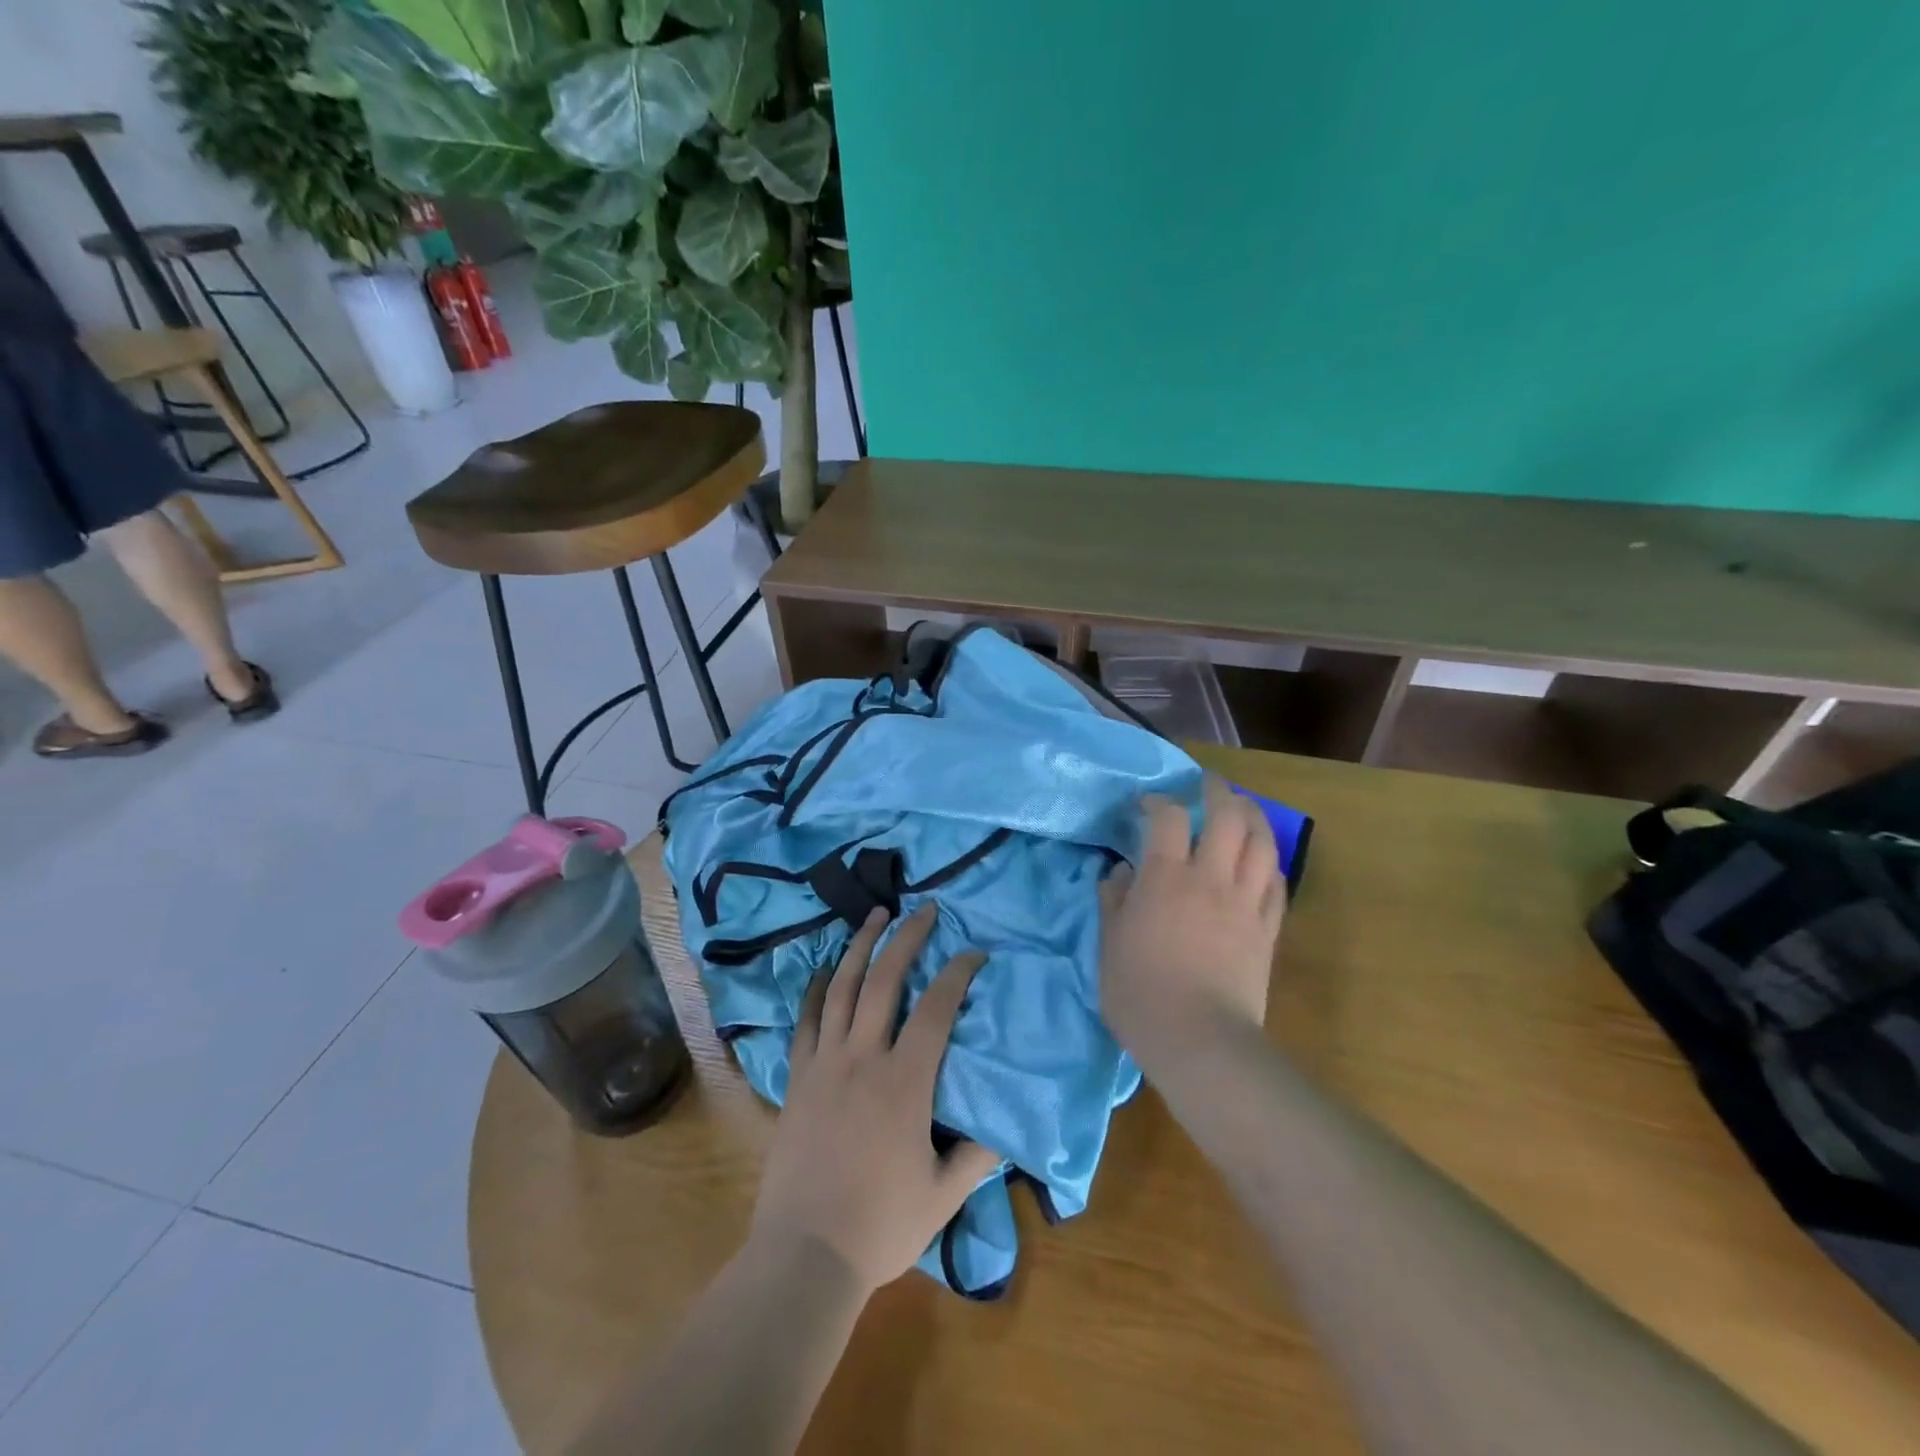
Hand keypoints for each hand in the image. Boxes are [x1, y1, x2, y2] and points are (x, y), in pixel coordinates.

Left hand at [750, 904, 1001, 1294]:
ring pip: (843, 988)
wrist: (804, 1255)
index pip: (937, 1009)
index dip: (958, 973)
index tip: (975, 953)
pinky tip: (826, 968)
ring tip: (875, 915)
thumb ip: (977, 1154)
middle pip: (886, 981)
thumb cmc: (880, 1225)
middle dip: (908, 938)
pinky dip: (817, 988)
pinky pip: (807, 1020)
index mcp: (905, 1082)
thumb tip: (1003, 1122)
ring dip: (861, 946)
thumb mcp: (943, 1196)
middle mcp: (863, 1058)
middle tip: (925, 909)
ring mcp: (825, 1064)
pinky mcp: (798, 1077)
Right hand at [1100, 775, 1287, 1060]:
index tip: (1146, 804)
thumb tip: (1120, 872)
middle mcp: (1210, 877)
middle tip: (1207, 784)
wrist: (1200, 1040)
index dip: (1157, 801)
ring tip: (1242, 809)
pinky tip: (1262, 861)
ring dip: (1253, 817)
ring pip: (1261, 843)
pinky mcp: (1268, 929)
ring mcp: (1245, 902)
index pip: (1167, 817)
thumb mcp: (1109, 944)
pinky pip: (1277, 883)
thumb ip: (1114, 901)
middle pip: (1226, 815)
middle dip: (1218, 791)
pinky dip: (1269, 862)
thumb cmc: (1141, 993)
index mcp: (1166, 877)